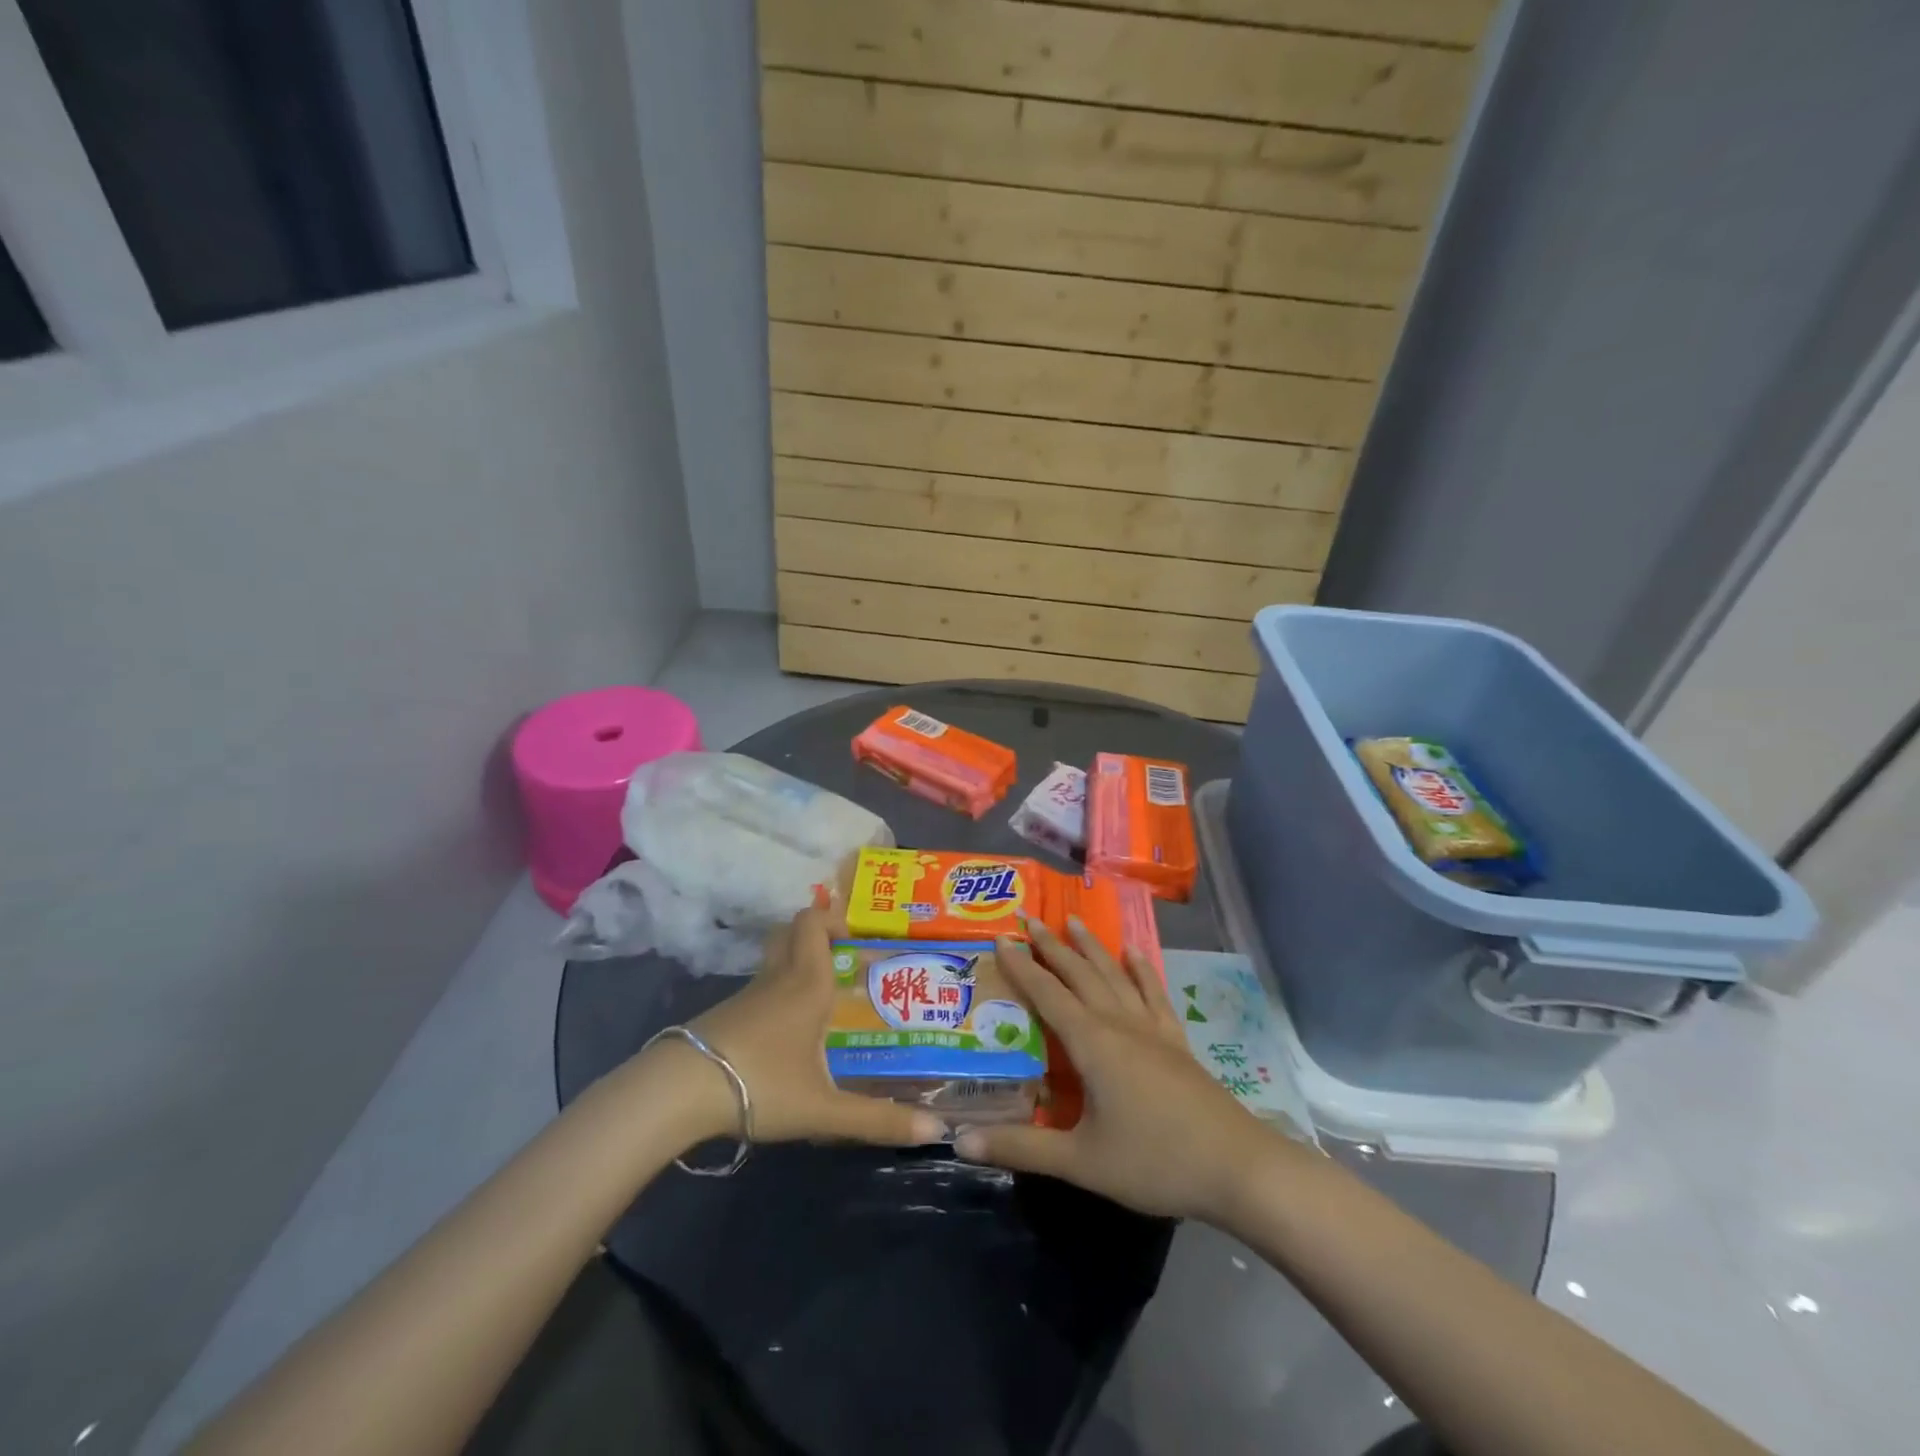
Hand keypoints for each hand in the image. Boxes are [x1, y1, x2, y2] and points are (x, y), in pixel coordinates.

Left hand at [682, 905, 945, 1147]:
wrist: (679, 1093)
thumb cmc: (761, 1084)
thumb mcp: (823, 1108)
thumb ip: (877, 1121)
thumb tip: (936, 1132)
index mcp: (806, 984)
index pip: (813, 923)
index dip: (834, 918)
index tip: (858, 938)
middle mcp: (777, 979)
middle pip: (790, 933)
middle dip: (817, 935)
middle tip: (845, 962)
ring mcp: (746, 997)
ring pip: (775, 963)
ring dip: (798, 969)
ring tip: (826, 1004)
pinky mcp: (725, 1017)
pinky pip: (760, 992)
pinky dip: (777, 998)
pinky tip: (788, 1038)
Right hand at [955, 916, 1278, 1221]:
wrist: (1236, 1167)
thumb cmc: (1154, 1161)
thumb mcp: (1080, 1161)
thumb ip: (1020, 1147)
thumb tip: (958, 1140)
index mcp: (1092, 1043)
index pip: (1047, 993)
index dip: (1022, 966)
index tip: (1001, 937)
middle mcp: (1119, 1023)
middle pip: (1080, 974)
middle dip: (1053, 946)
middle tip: (1031, 919)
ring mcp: (1152, 1029)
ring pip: (1115, 975)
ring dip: (1092, 948)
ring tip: (1075, 921)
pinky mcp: (1177, 1042)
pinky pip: (1154, 994)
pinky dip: (1142, 971)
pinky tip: (1135, 954)